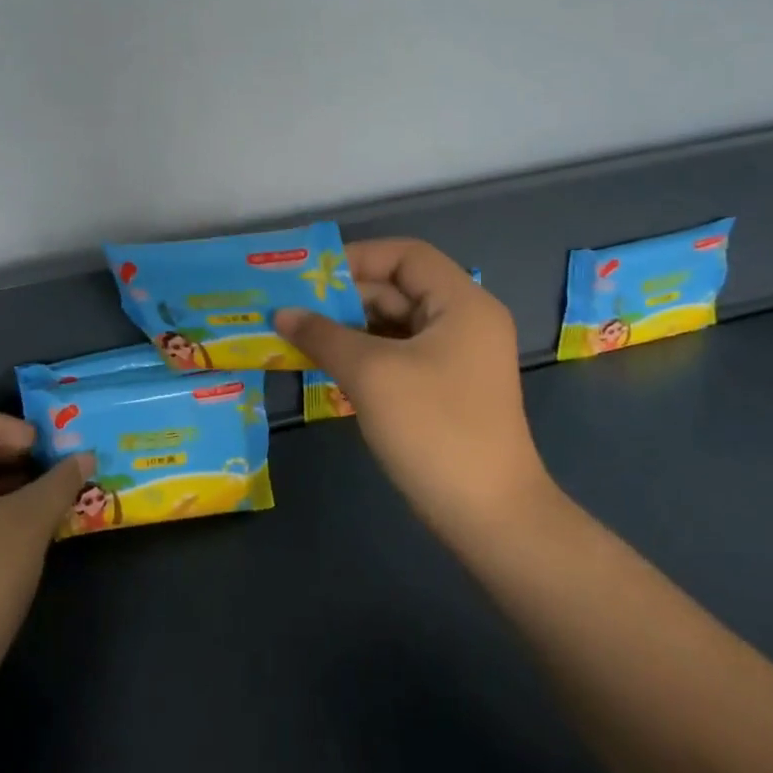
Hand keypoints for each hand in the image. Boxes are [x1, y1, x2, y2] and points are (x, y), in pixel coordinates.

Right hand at [275, 239, 558, 550]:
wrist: (490, 517)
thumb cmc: (434, 430)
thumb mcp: (371, 374)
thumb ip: (324, 335)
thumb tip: (282, 313)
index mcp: (462, 303)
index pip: (406, 255)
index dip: (357, 257)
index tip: (310, 275)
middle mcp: (464, 321)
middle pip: (399, 288)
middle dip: (345, 296)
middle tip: (292, 307)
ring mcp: (457, 357)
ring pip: (395, 324)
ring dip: (349, 327)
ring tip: (299, 334)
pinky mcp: (446, 389)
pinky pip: (399, 354)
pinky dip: (364, 355)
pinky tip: (327, 364)